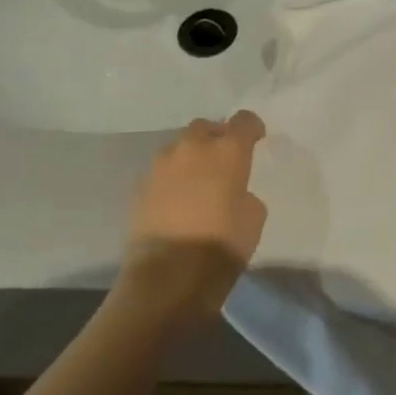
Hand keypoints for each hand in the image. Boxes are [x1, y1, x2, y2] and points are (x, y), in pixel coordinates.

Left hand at [123, 111, 268, 314]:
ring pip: (178, 148)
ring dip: (189, 157)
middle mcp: (193, 147)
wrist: (170, 274)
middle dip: (214, 138)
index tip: (255, 140)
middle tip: (222, 159)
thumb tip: (233, 192)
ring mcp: (161, 165)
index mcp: (229, 150)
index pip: (244, 120)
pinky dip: (170, 180)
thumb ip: (245, 192)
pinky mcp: (139, 187)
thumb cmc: (224, 242)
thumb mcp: (254, 216)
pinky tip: (175, 200)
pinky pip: (160, 173)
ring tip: (195, 180)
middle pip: (205, 127)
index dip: (252, 128)